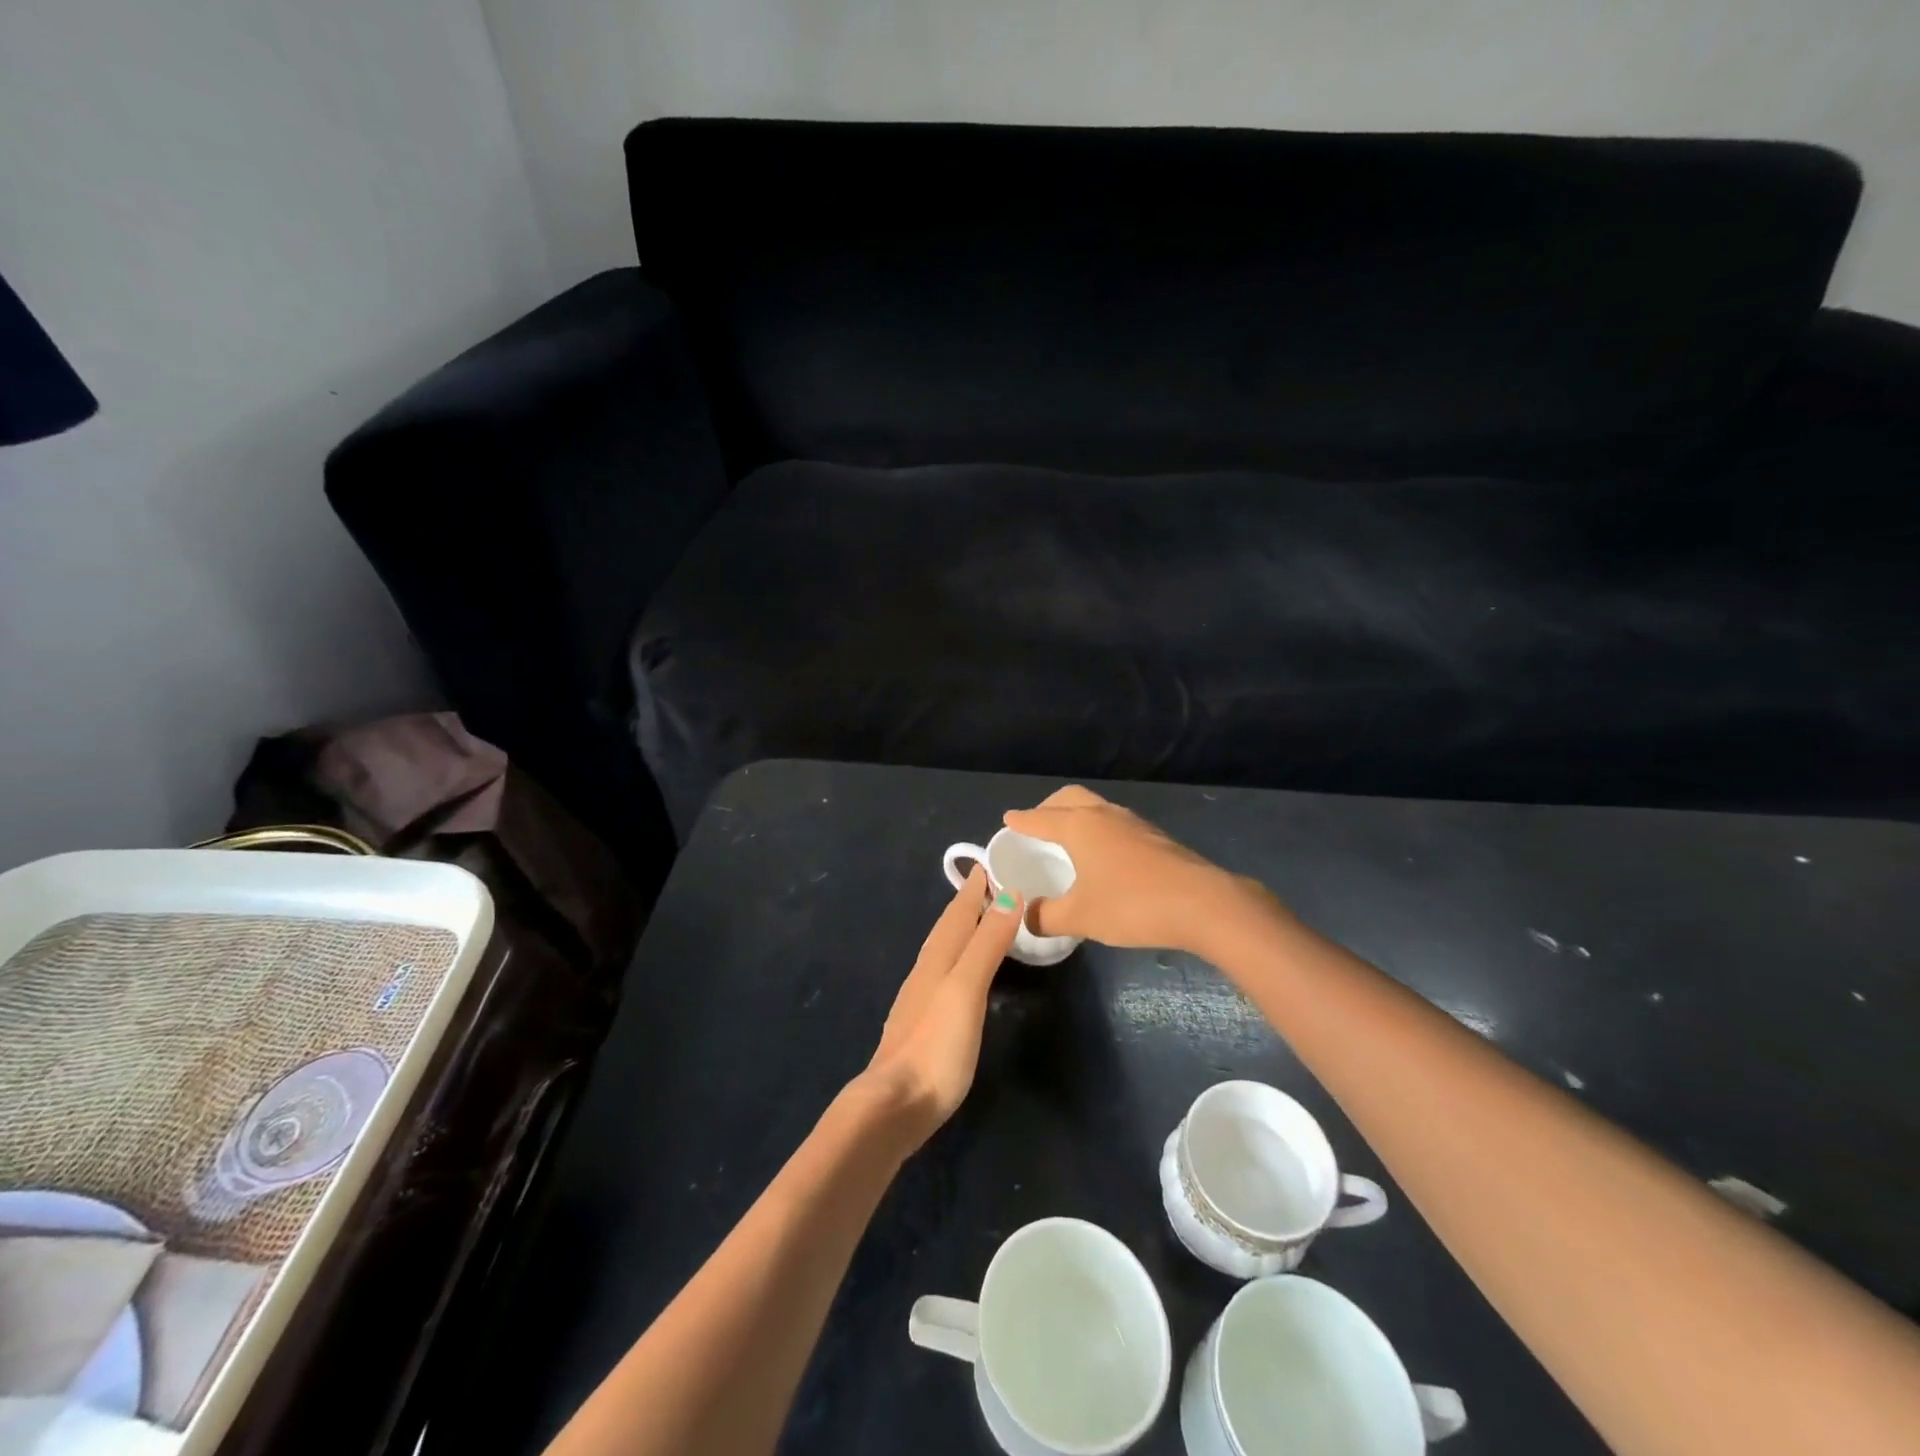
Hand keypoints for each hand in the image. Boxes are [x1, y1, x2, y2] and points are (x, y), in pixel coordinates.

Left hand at [860, 867, 1022, 1149]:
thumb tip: (1010, 893)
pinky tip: (962, 972)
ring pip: (944, 949)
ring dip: (963, 929)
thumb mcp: (967, 989)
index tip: (991, 861)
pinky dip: (958, 957)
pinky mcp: (922, 1023)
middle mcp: (925, 970)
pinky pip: (944, 973)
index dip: (975, 886)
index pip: (959, 911)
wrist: (895, 1105)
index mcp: (937, 957)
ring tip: (983, 918)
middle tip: (992, 882)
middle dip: (968, 902)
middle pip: (948, 926)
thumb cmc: (936, 1045)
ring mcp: (920, 998)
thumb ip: (987, 943)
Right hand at [1004, 786, 1248, 949]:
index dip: (1022, 821)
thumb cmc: (1132, 904)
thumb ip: (1046, 916)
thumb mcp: (1080, 917)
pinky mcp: (1155, 838)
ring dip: (1077, 817)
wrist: (1203, 904)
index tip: (1008, 820)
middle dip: (1049, 808)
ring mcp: (1134, 824)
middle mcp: (1104, 815)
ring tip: (1068, 841)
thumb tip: (1027, 917)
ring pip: (1096, 809)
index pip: (1040, 818)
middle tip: (1037, 826)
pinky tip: (1102, 857)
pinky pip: (1115, 824)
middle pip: (1070, 798)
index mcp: (1080, 826)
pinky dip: (1098, 831)